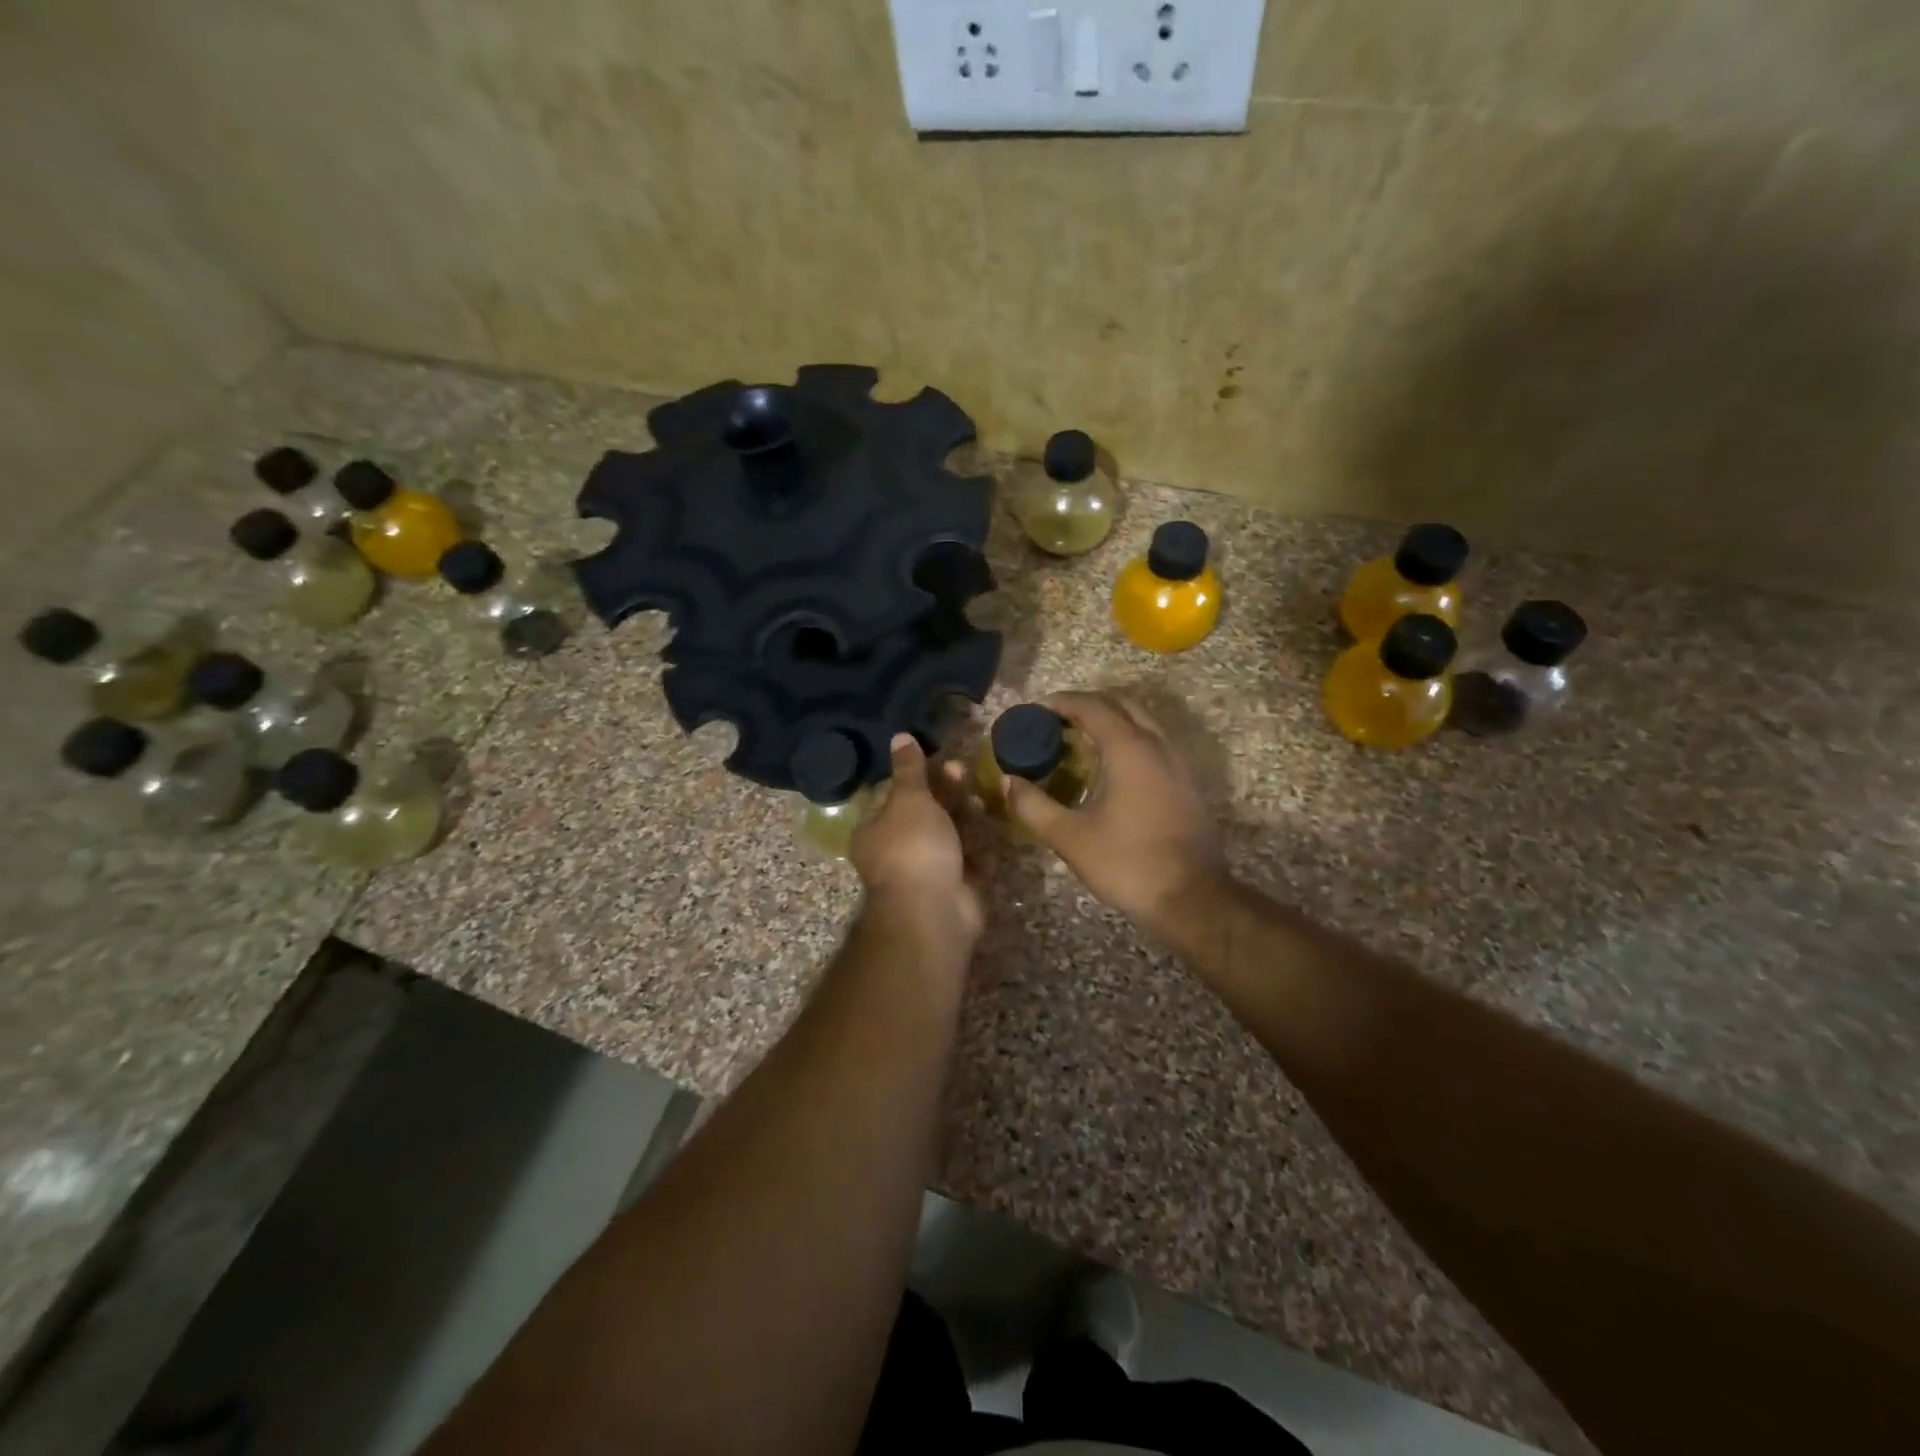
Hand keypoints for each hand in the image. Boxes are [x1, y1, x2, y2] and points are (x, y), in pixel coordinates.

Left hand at [851, 734, 983, 945]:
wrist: (934, 911)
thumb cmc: (914, 848)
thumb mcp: (909, 799)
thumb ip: (909, 769)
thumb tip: (899, 736)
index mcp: (875, 829)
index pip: (892, 793)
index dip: (915, 774)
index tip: (938, 758)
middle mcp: (896, 850)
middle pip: (923, 813)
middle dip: (944, 792)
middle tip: (964, 772)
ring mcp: (926, 869)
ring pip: (948, 834)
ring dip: (964, 815)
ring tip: (981, 799)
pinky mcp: (954, 885)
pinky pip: (967, 859)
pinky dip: (979, 845)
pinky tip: (992, 827)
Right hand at [998, 692, 1225, 938]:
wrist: (1193, 900)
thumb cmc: (1128, 863)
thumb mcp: (1070, 838)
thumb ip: (1033, 806)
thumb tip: (1008, 782)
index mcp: (1130, 749)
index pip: (1093, 707)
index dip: (1062, 703)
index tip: (1036, 711)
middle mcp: (1158, 745)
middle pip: (1122, 706)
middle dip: (1088, 707)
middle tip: (1057, 724)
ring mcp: (1179, 764)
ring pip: (1144, 724)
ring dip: (1112, 723)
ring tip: (1080, 744)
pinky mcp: (1188, 784)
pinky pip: (1155, 745)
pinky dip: (1130, 742)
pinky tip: (1112, 772)